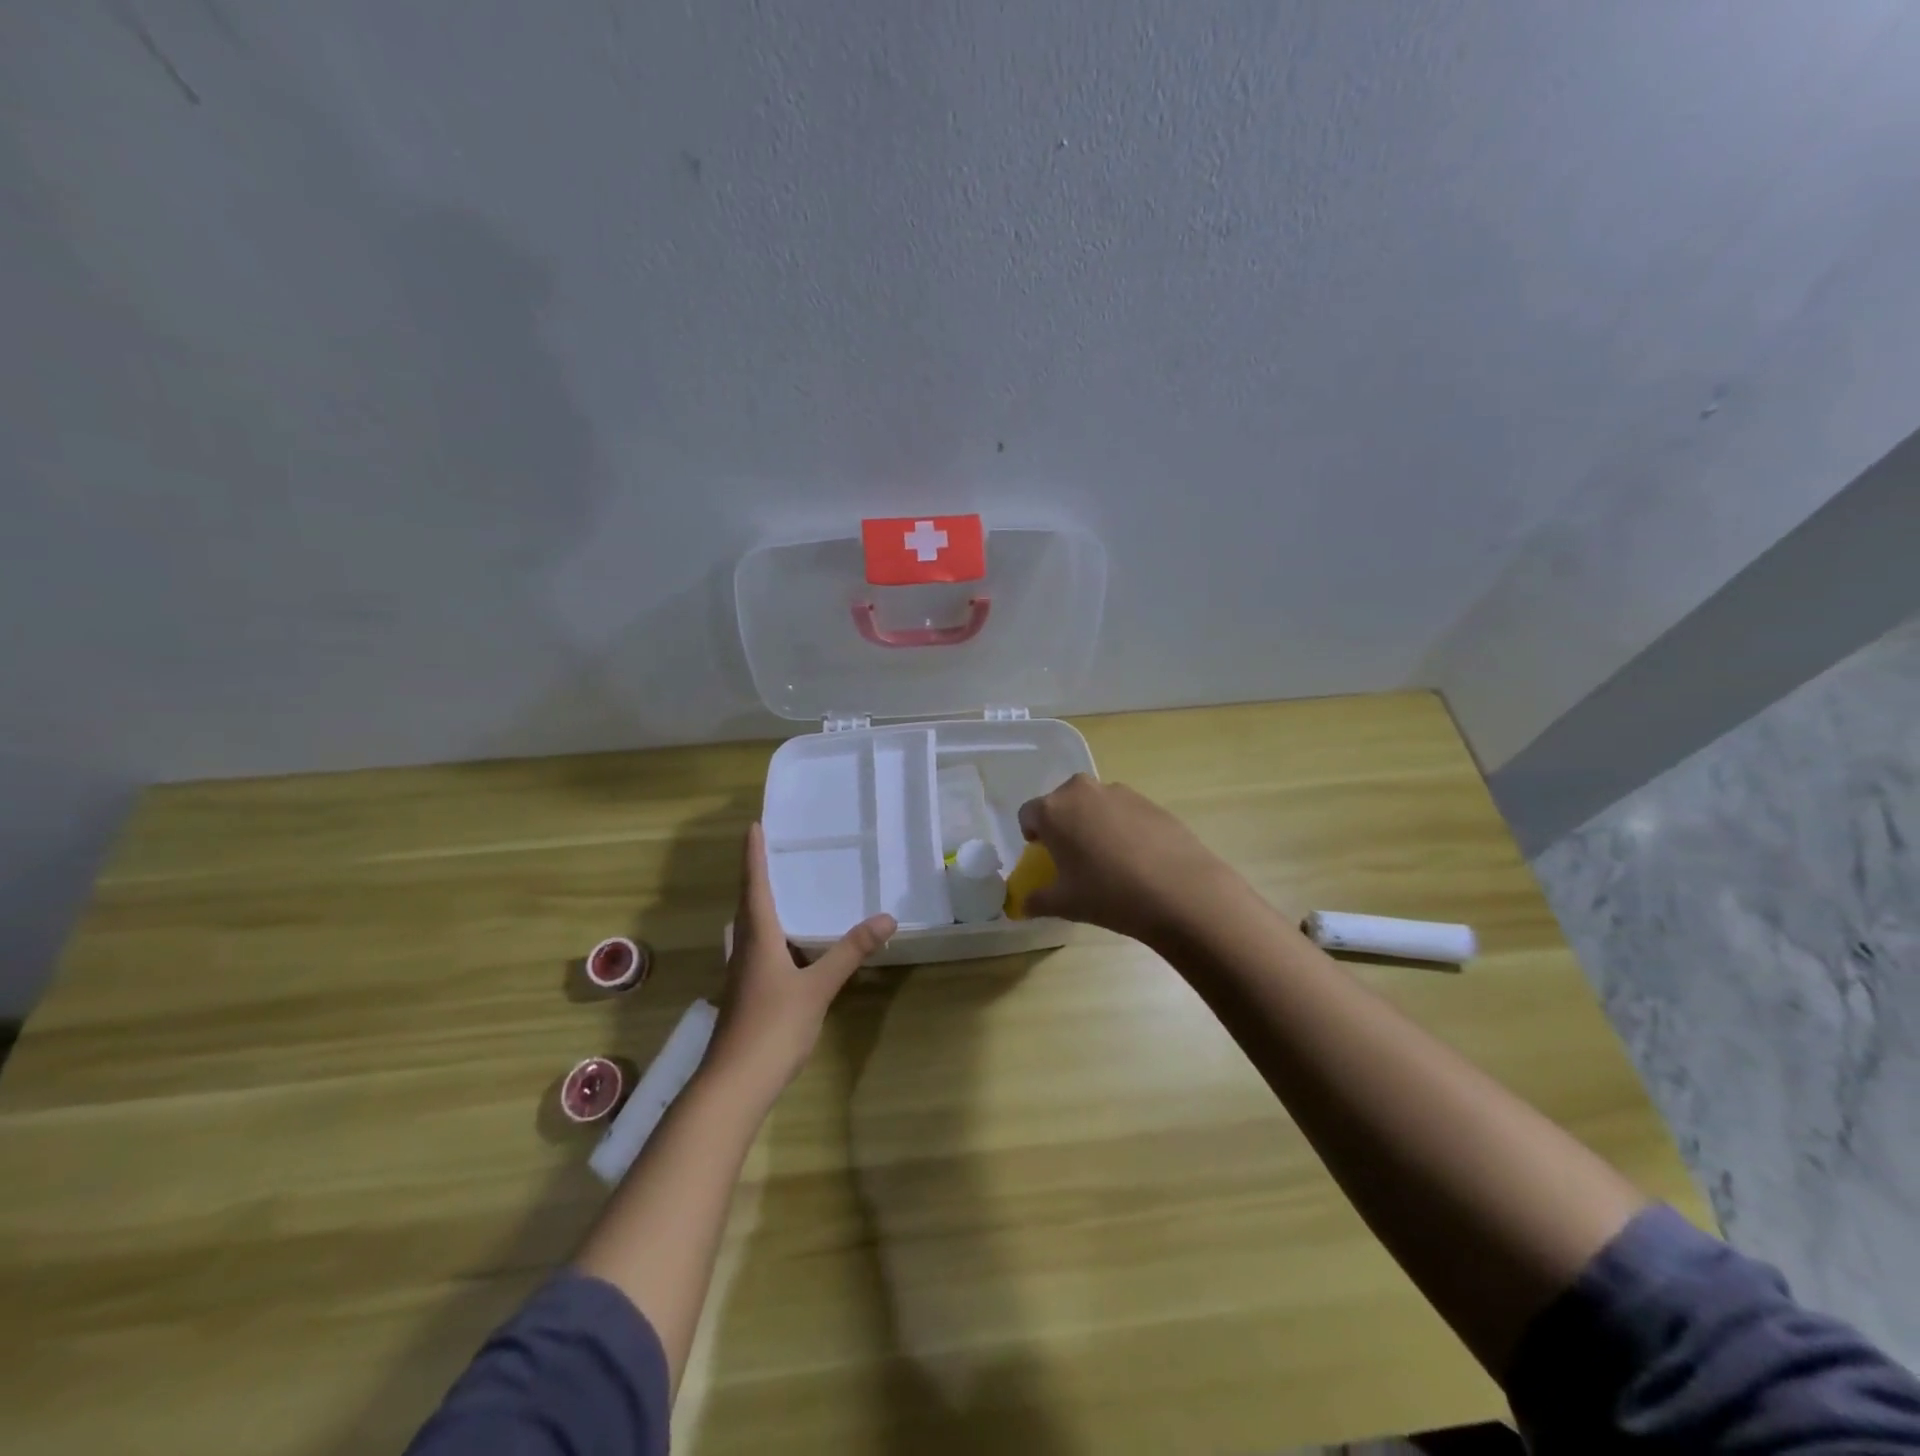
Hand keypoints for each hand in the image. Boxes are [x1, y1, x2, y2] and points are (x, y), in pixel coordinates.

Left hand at [704, 823, 895, 1100]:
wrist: (735, 1083)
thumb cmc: (774, 1027)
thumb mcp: (818, 987)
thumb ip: (850, 951)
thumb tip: (887, 917)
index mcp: (758, 938)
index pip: (755, 886)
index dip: (754, 855)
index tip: (754, 826)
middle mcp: (744, 949)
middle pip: (747, 904)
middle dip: (756, 875)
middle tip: (771, 851)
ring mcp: (741, 974)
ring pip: (748, 928)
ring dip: (760, 904)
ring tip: (781, 890)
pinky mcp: (746, 993)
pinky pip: (756, 949)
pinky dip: (769, 933)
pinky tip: (786, 945)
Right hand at [1016, 774, 1244, 945]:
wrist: (1179, 890)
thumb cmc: (1109, 894)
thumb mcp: (1066, 904)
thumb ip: (1037, 901)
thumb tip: (1024, 905)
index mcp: (1053, 810)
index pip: (1028, 814)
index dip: (1033, 836)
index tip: (1046, 858)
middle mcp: (1081, 791)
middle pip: (1061, 802)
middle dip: (1063, 825)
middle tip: (1075, 857)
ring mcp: (1118, 792)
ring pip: (1094, 804)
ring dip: (1093, 823)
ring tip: (1110, 859)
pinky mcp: (1149, 800)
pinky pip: (1123, 810)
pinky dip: (1122, 826)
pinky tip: (1138, 857)